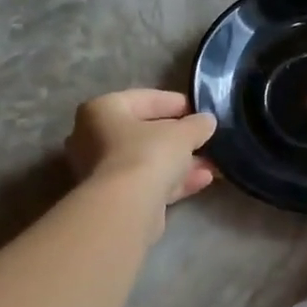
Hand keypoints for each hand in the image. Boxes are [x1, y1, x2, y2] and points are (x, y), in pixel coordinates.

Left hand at [65, 90, 216, 237]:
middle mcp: (94, 138)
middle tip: (206, 139)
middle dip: (180, 138)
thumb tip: (206, 121)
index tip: (200, 110)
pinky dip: (174, 180)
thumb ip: (197, 125)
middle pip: (145, 133)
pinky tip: (203, 180)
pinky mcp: (115, 197)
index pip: (144, 99)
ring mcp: (103, 171)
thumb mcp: (182, 133)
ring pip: (149, 161)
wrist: (125, 207)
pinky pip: (148, 182)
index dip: (176, 103)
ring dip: (181, 162)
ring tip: (212, 163)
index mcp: (102, 110)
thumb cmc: (147, 154)